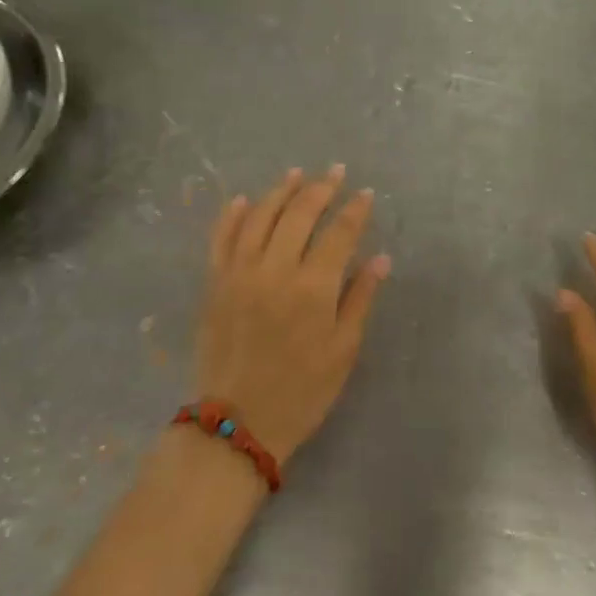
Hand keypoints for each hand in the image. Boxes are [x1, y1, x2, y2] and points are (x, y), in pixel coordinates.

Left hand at [195, 165, 390, 465]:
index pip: (339, 233)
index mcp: (313, 288)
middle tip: (335, 172)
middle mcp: (275, 270)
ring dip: (280, 191)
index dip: (355, 210)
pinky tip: (245, 199)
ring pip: (260, 216)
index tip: (366, 193)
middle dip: (321, 188)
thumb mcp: (343, 350)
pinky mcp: (214, 283)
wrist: (238, 423)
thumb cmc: (302, 392)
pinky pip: (221, 238)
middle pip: (299, 214)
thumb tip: (381, 258)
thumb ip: (360, 298)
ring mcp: (239, 273)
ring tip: (297, 174)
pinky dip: (233, 214)